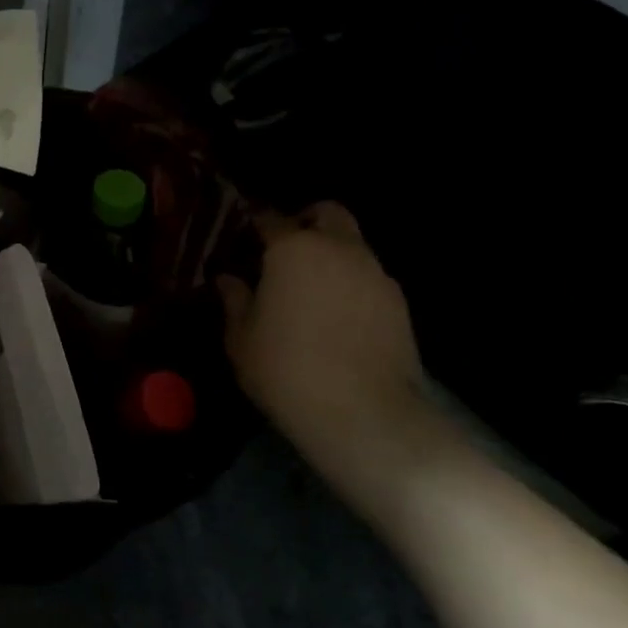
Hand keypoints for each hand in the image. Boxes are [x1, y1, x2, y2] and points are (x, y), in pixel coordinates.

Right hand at [217, 203, 440, 497]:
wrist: (363, 414)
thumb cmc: (286, 370)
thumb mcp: (241, 338)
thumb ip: (234, 301)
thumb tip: (228, 279)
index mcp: (293, 249)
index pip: (270, 218)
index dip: (255, 224)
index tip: (243, 236)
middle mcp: (338, 249)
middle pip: (327, 213)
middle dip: (306, 221)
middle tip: (285, 249)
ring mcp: (375, 274)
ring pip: (353, 245)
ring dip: (332, 254)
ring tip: (312, 289)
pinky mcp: (399, 303)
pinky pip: (370, 278)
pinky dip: (352, 284)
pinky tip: (338, 317)